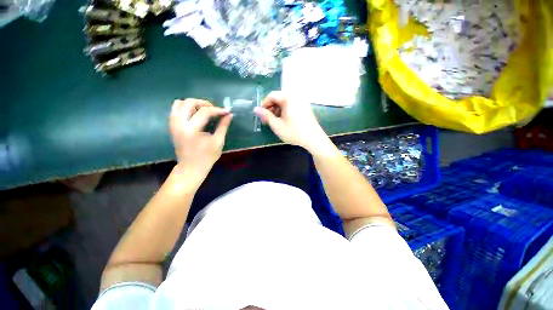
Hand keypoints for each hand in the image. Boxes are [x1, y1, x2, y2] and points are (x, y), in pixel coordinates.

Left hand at [169, 99, 232, 182]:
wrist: (191, 167)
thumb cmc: (207, 157)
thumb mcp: (218, 142)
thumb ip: (223, 126)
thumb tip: (229, 115)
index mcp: (192, 130)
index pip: (205, 112)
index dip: (217, 110)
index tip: (226, 111)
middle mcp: (180, 124)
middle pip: (189, 102)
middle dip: (204, 103)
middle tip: (214, 109)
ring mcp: (173, 124)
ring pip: (179, 103)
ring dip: (193, 103)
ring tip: (203, 110)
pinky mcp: (172, 126)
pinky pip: (175, 110)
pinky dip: (185, 108)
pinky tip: (195, 114)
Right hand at [254, 91, 328, 152]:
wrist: (314, 139)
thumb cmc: (294, 132)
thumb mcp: (277, 125)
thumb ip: (266, 116)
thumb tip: (255, 109)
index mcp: (288, 98)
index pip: (272, 95)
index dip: (264, 104)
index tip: (260, 115)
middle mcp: (296, 96)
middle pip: (279, 98)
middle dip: (271, 108)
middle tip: (266, 120)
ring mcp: (302, 102)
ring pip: (285, 103)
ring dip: (277, 110)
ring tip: (274, 122)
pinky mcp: (305, 108)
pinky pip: (292, 106)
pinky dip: (285, 111)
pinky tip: (283, 121)